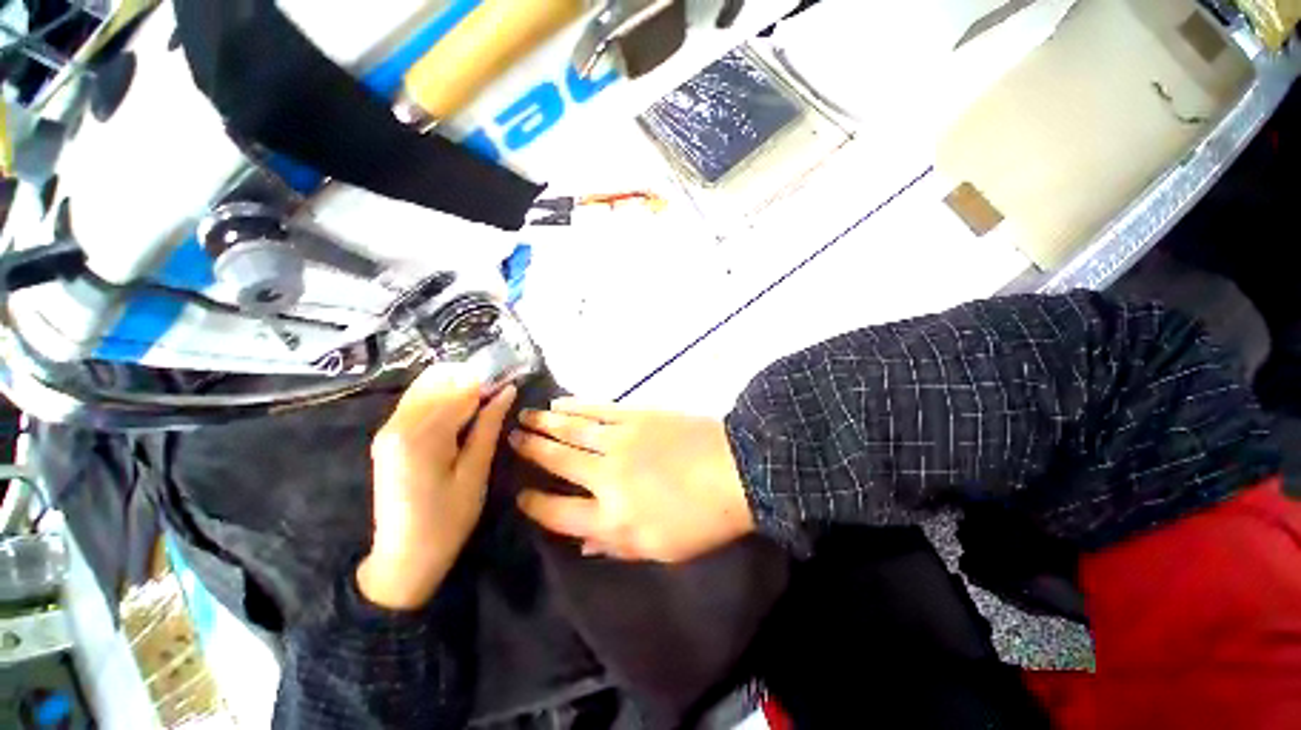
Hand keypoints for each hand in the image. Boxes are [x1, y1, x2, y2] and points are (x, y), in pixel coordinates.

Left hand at [358, 368, 515, 609]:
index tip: (511, 383)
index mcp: (421, 436)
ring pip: (427, 386)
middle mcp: (397, 424)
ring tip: (484, 404)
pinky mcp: (388, 436)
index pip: (460, 389)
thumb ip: (489, 426)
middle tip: (499, 396)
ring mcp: (388, 428)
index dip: (489, 382)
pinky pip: (418, 401)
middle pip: (438, 380)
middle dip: (472, 380)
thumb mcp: (476, 472)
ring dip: (457, 387)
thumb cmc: (447, 520)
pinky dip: (442, 398)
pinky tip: (462, 413)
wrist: (403, 558)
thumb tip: (507, 391)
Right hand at [508, 399, 754, 562]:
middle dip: (530, 451)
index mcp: (611, 518)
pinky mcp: (635, 416)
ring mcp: (620, 441)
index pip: (557, 513)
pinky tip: (560, 403)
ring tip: (524, 417)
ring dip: (545, 423)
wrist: (735, 469)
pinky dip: (575, 406)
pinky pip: (597, 410)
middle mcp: (606, 477)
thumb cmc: (702, 519)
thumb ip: (616, 546)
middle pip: (557, 462)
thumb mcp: (660, 549)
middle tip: (509, 439)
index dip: (533, 504)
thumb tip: (583, 542)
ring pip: (572, 430)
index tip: (519, 494)